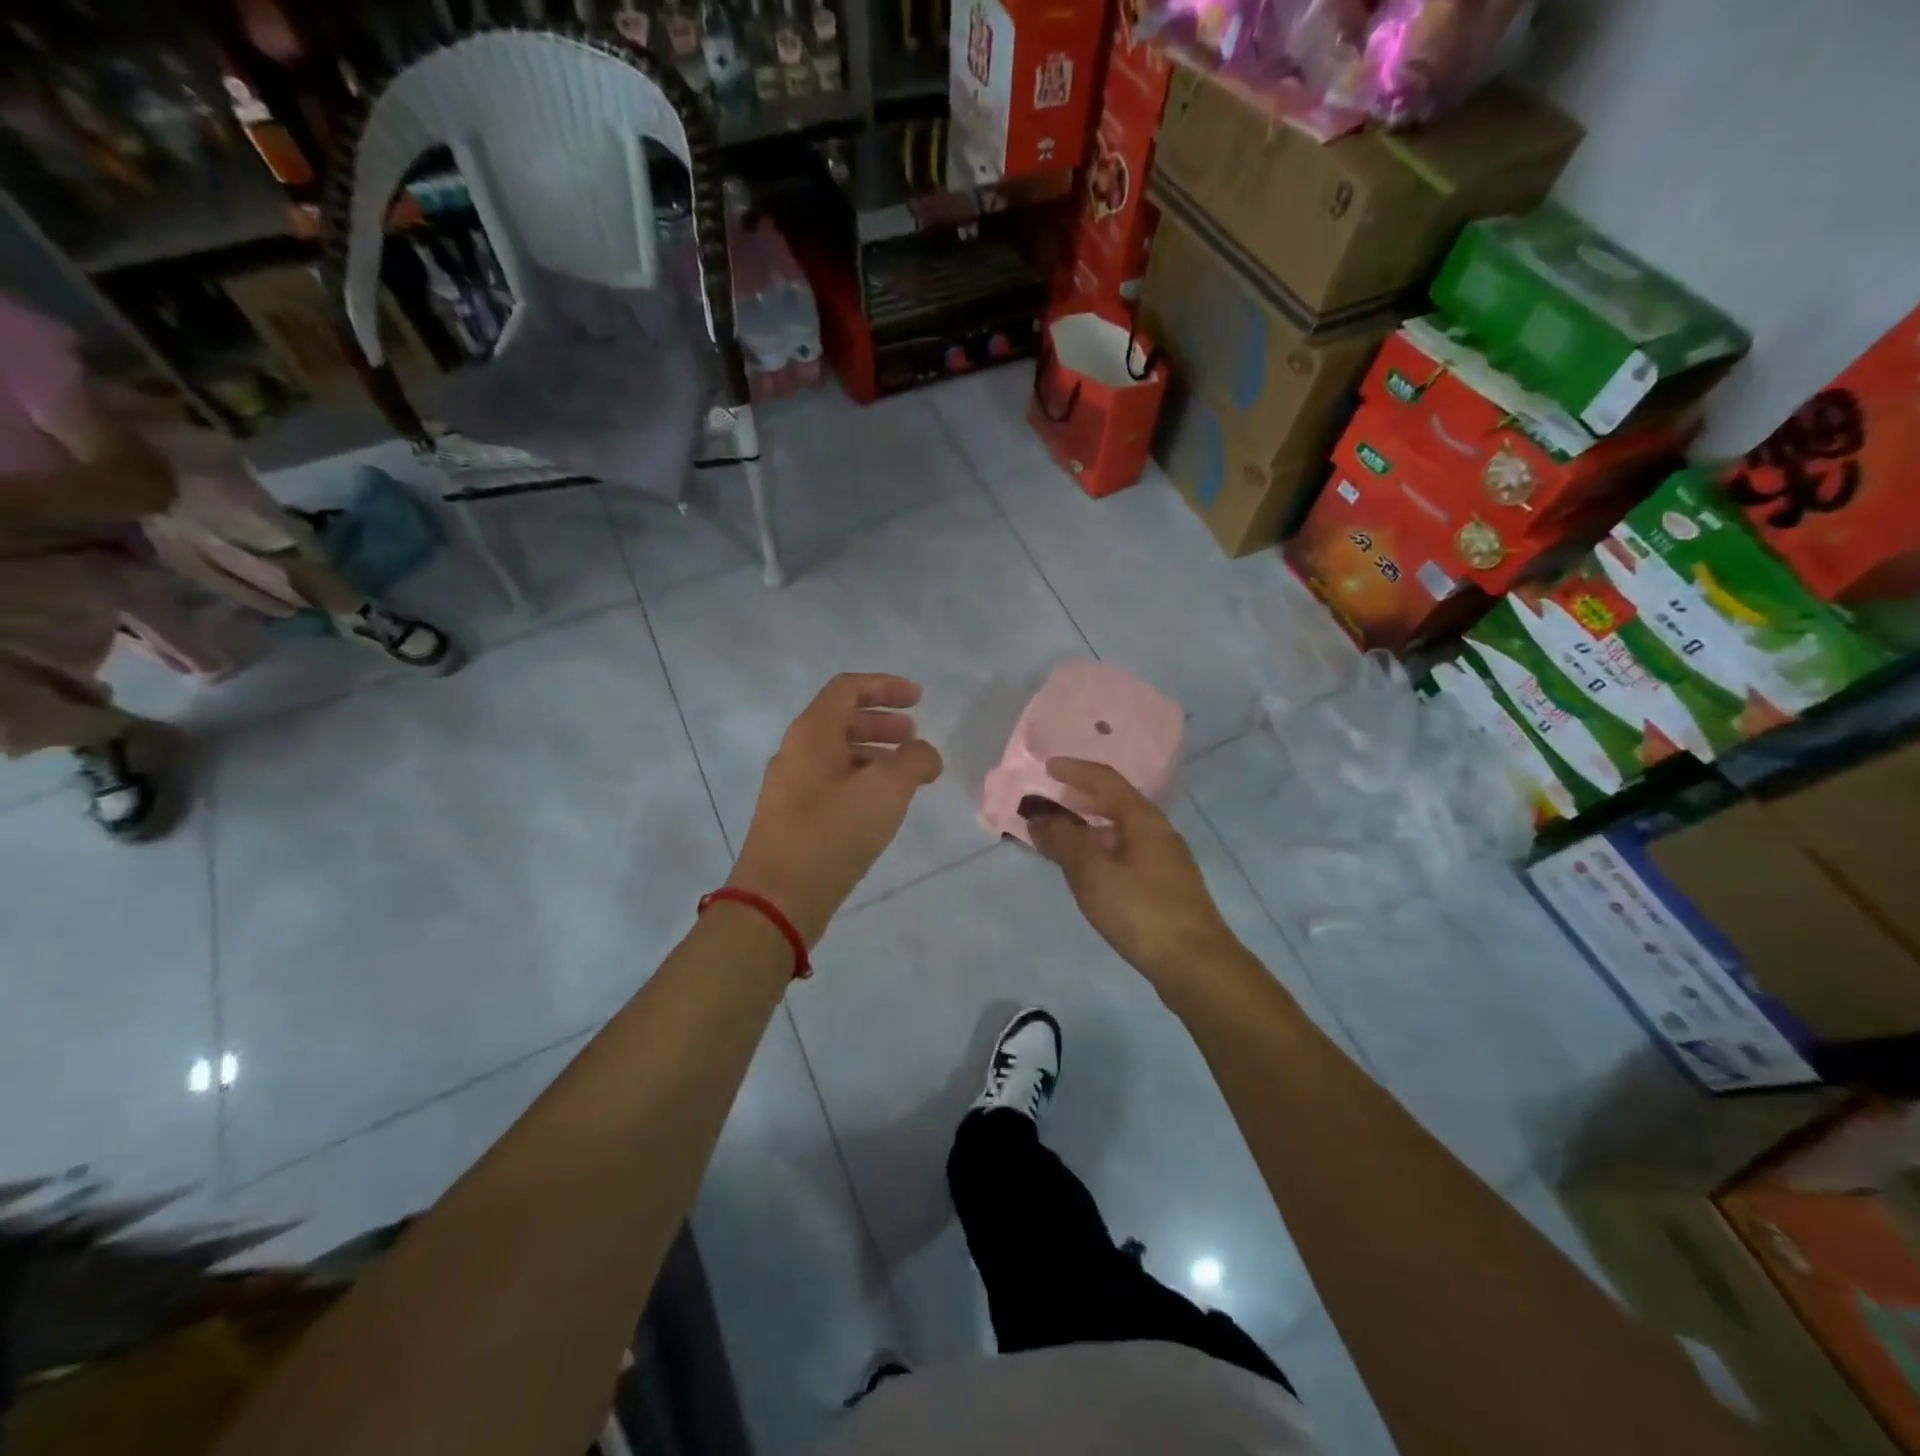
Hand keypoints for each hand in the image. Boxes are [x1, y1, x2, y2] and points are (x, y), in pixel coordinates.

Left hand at [727, 673, 943, 945]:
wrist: (777, 898)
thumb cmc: (832, 832)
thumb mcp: (886, 789)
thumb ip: (914, 761)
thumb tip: (924, 754)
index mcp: (812, 733)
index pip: (848, 689)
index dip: (885, 686)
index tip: (919, 699)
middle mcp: (796, 752)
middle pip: (841, 720)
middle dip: (882, 722)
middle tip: (914, 736)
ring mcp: (790, 786)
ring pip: (837, 754)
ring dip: (874, 753)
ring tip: (905, 774)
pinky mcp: (792, 818)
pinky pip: (831, 783)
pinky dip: (861, 780)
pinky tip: (881, 806)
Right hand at [1025, 758, 1244, 991]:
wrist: (1196, 964)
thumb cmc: (1140, 910)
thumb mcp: (1092, 872)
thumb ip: (1062, 840)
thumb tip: (1039, 816)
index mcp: (1142, 819)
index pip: (1106, 780)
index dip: (1075, 770)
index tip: (1047, 767)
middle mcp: (1157, 832)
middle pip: (1116, 803)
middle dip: (1082, 797)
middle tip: (1052, 798)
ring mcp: (1165, 860)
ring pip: (1121, 831)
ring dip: (1090, 826)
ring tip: (1061, 835)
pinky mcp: (1165, 887)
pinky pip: (1125, 853)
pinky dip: (1101, 850)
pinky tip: (1088, 870)